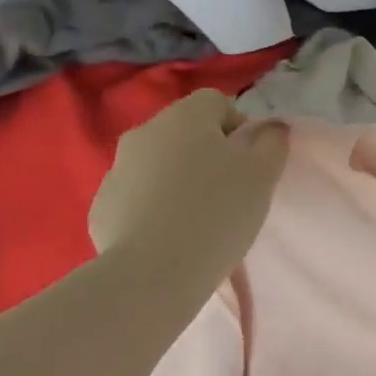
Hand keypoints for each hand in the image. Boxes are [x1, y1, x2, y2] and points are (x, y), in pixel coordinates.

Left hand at [89, 90, 288, 289]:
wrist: (153, 273)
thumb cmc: (217, 213)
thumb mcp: (263, 175)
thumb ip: (272, 142)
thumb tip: (270, 128)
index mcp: (184, 116)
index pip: (216, 102)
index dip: (238, 129)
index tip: (249, 166)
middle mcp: (145, 132)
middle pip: (185, 133)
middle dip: (207, 156)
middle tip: (228, 195)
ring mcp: (117, 170)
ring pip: (158, 166)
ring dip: (178, 182)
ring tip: (197, 222)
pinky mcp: (103, 207)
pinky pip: (137, 198)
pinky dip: (153, 210)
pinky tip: (168, 238)